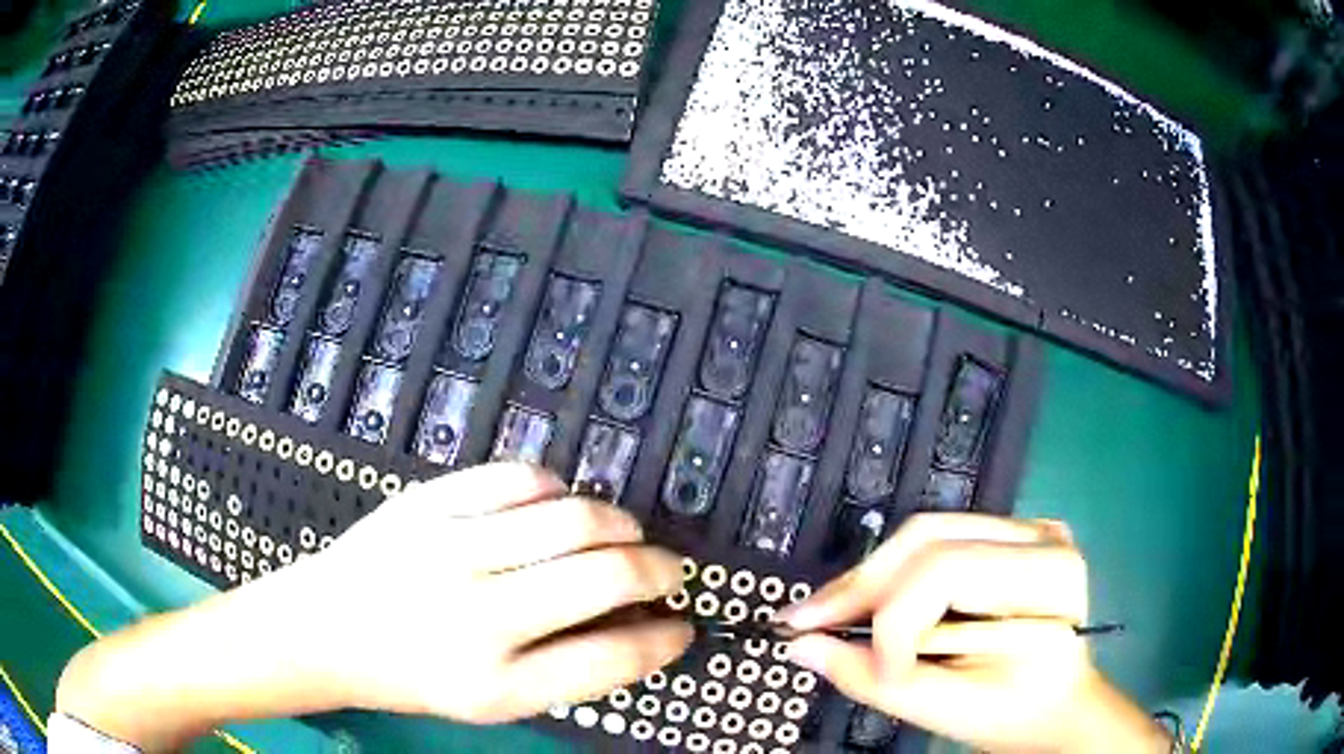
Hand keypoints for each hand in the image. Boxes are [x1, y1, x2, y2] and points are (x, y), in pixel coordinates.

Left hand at [289, 462, 692, 721]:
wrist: (326, 628)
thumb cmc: (412, 676)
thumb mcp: (491, 701)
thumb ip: (566, 671)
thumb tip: (636, 627)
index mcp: (494, 682)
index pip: (610, 658)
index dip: (662, 641)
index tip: (683, 626)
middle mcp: (476, 615)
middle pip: (603, 577)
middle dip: (657, 570)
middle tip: (667, 570)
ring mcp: (449, 548)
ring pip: (571, 517)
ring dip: (618, 523)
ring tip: (624, 533)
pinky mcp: (426, 502)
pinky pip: (516, 479)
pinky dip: (555, 489)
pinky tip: (557, 505)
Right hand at [776, 513, 1168, 752]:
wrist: (1054, 705)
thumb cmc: (1015, 714)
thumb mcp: (949, 709)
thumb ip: (873, 678)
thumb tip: (802, 647)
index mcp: (1048, 576)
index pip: (949, 574)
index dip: (894, 625)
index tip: (872, 673)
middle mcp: (1040, 535)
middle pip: (929, 539)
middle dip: (861, 586)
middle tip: (805, 621)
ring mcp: (1024, 529)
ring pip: (924, 534)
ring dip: (868, 578)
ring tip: (824, 612)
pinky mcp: (1004, 538)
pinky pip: (933, 544)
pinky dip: (891, 576)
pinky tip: (863, 601)